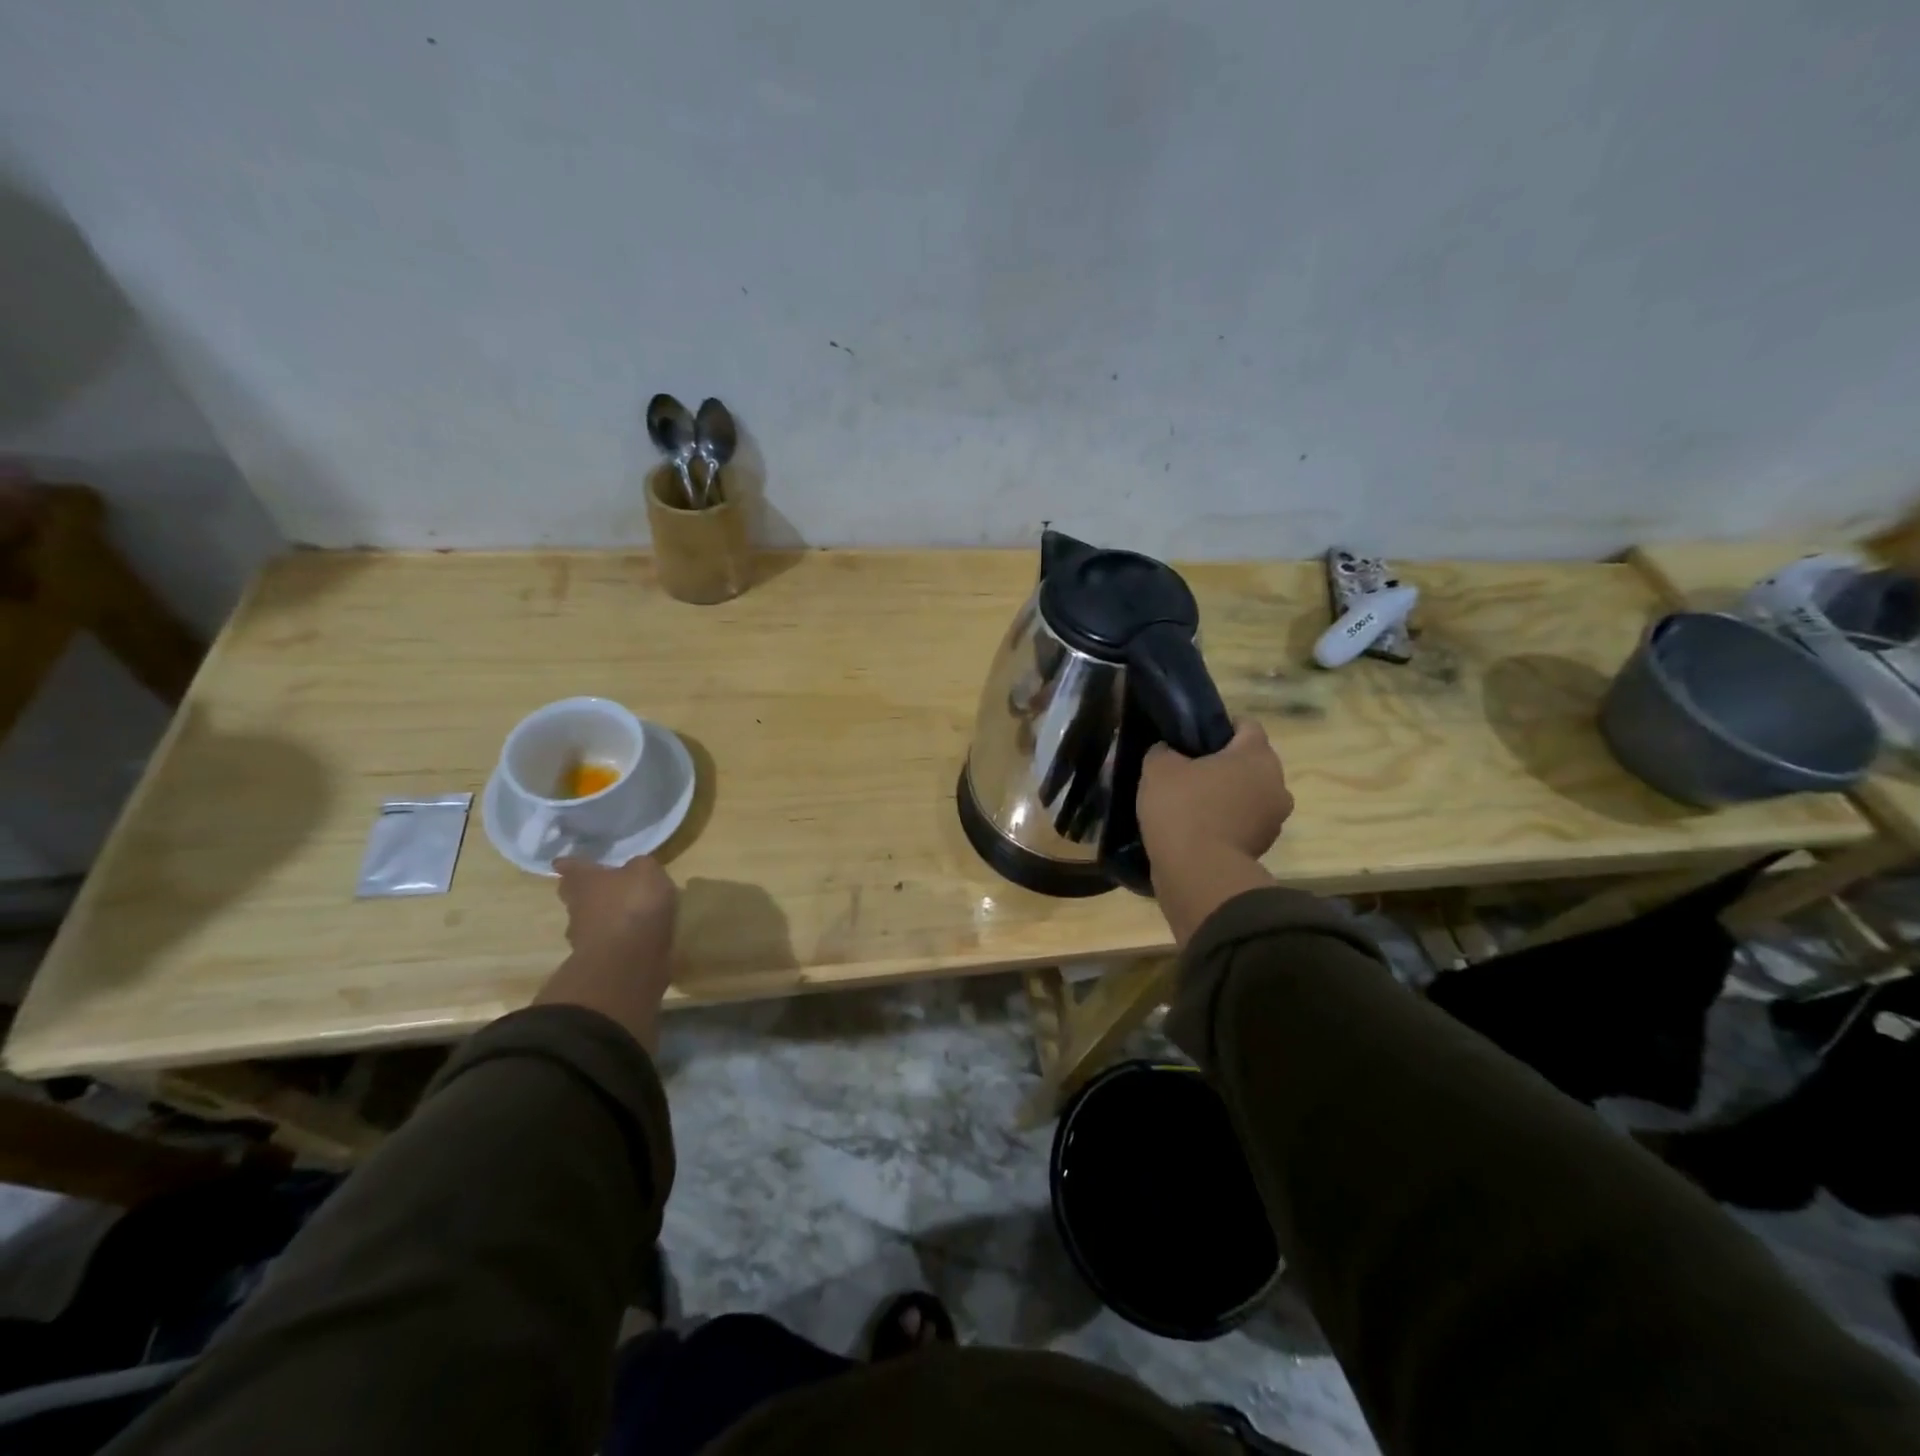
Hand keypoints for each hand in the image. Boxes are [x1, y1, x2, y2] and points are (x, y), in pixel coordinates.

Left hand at [555, 855, 677, 966]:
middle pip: (575, 896)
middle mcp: (576, 907)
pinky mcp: (597, 960)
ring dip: (602, 917)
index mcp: (583, 881)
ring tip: (624, 914)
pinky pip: (606, 942)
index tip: (562, 860)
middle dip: (585, 891)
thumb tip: (634, 869)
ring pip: (589, 921)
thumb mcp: (646, 871)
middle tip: (600, 887)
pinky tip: (633, 936)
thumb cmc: (633, 904)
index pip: (570, 867)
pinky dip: (616, 938)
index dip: (570, 863)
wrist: (628, 960)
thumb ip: (639, 866)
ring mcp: (583, 938)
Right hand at [1138, 719, 1293, 864]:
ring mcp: (1274, 819)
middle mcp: (1276, 783)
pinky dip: (1225, 822)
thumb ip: (1163, 751)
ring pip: (1247, 794)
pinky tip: (1195, 828)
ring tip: (1189, 803)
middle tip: (1186, 770)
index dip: (1219, 726)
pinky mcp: (1263, 848)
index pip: (1245, 725)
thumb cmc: (1183, 809)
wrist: (1198, 874)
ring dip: (1225, 796)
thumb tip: (1168, 751)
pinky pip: (1242, 823)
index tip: (1192, 737)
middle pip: (1249, 762)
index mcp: (1257, 755)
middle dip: (1222, 764)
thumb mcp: (1158, 769)